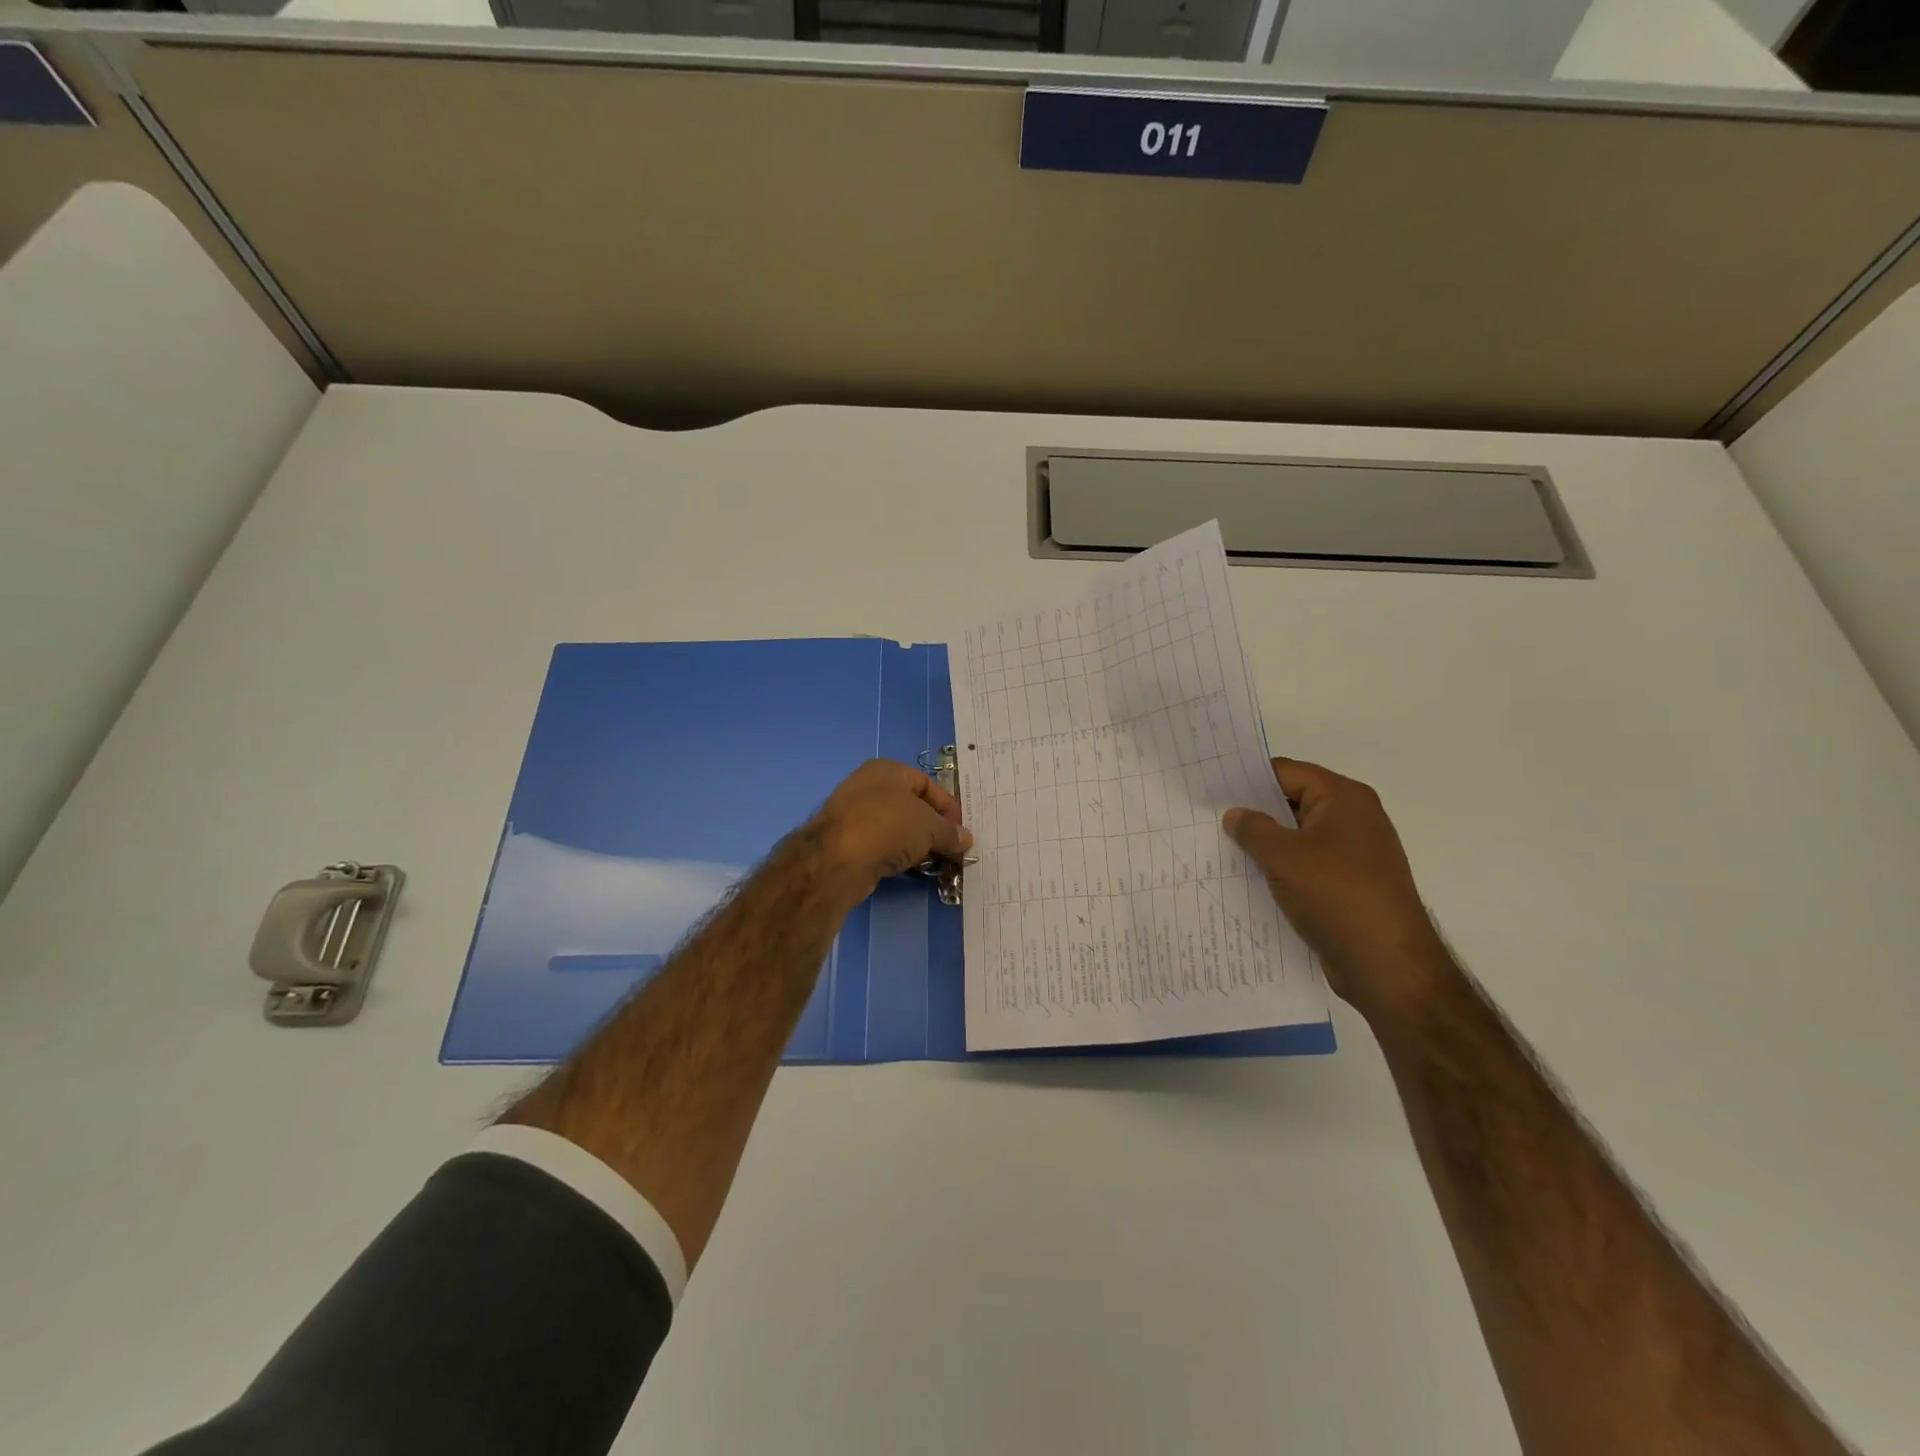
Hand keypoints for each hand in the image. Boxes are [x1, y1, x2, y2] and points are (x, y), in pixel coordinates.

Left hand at [810, 760, 972, 901]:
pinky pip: (881, 844)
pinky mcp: (847, 841)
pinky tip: (911, 869)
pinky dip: (898, 855)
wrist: (838, 859)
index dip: (948, 806)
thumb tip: (965, 839)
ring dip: (917, 844)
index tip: (961, 830)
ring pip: (897, 828)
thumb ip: (950, 832)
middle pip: (912, 807)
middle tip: (951, 848)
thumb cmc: (889, 826)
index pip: (927, 784)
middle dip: (934, 828)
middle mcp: (868, 786)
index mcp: (887, 770)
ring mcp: (854, 814)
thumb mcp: (930, 827)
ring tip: (935, 862)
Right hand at [1223, 758, 1454, 1020]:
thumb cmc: (1337, 897)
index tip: (1210, 789)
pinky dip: (1281, 869)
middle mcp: (1353, 818)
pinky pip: (1307, 865)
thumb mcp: (1284, 857)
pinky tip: (1250, 880)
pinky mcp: (1349, 884)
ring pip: (1298, 836)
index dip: (1247, 779)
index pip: (1286, 772)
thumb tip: (1235, 814)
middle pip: (1293, 801)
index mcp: (1344, 798)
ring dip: (1265, 844)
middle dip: (1254, 812)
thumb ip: (1253, 829)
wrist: (1388, 966)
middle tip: (1209, 820)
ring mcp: (1354, 853)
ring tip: (1221, 850)